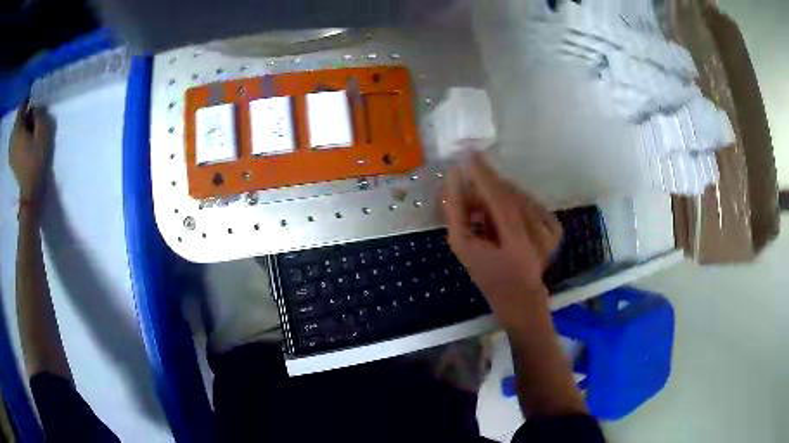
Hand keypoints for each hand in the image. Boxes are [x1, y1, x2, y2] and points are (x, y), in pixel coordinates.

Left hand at [10, 101, 53, 202]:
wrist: (31, 195)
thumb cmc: (37, 160)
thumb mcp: (43, 130)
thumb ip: (40, 112)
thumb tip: (36, 106)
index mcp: (17, 127)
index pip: (22, 104)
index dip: (29, 99)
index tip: (37, 99)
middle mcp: (12, 137)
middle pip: (19, 118)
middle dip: (26, 114)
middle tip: (36, 115)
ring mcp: (10, 151)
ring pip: (17, 130)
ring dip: (24, 127)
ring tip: (32, 129)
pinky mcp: (12, 161)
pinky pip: (16, 142)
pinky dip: (21, 138)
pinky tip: (27, 142)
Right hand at [442, 154, 561, 329]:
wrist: (520, 298)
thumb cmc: (489, 276)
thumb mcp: (463, 247)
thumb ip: (457, 212)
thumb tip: (454, 180)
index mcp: (517, 240)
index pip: (498, 195)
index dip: (483, 173)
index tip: (468, 153)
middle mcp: (539, 231)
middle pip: (509, 193)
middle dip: (487, 189)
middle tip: (471, 197)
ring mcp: (551, 229)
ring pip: (520, 197)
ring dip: (501, 199)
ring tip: (488, 219)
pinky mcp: (556, 228)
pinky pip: (531, 203)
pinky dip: (516, 206)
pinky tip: (507, 222)